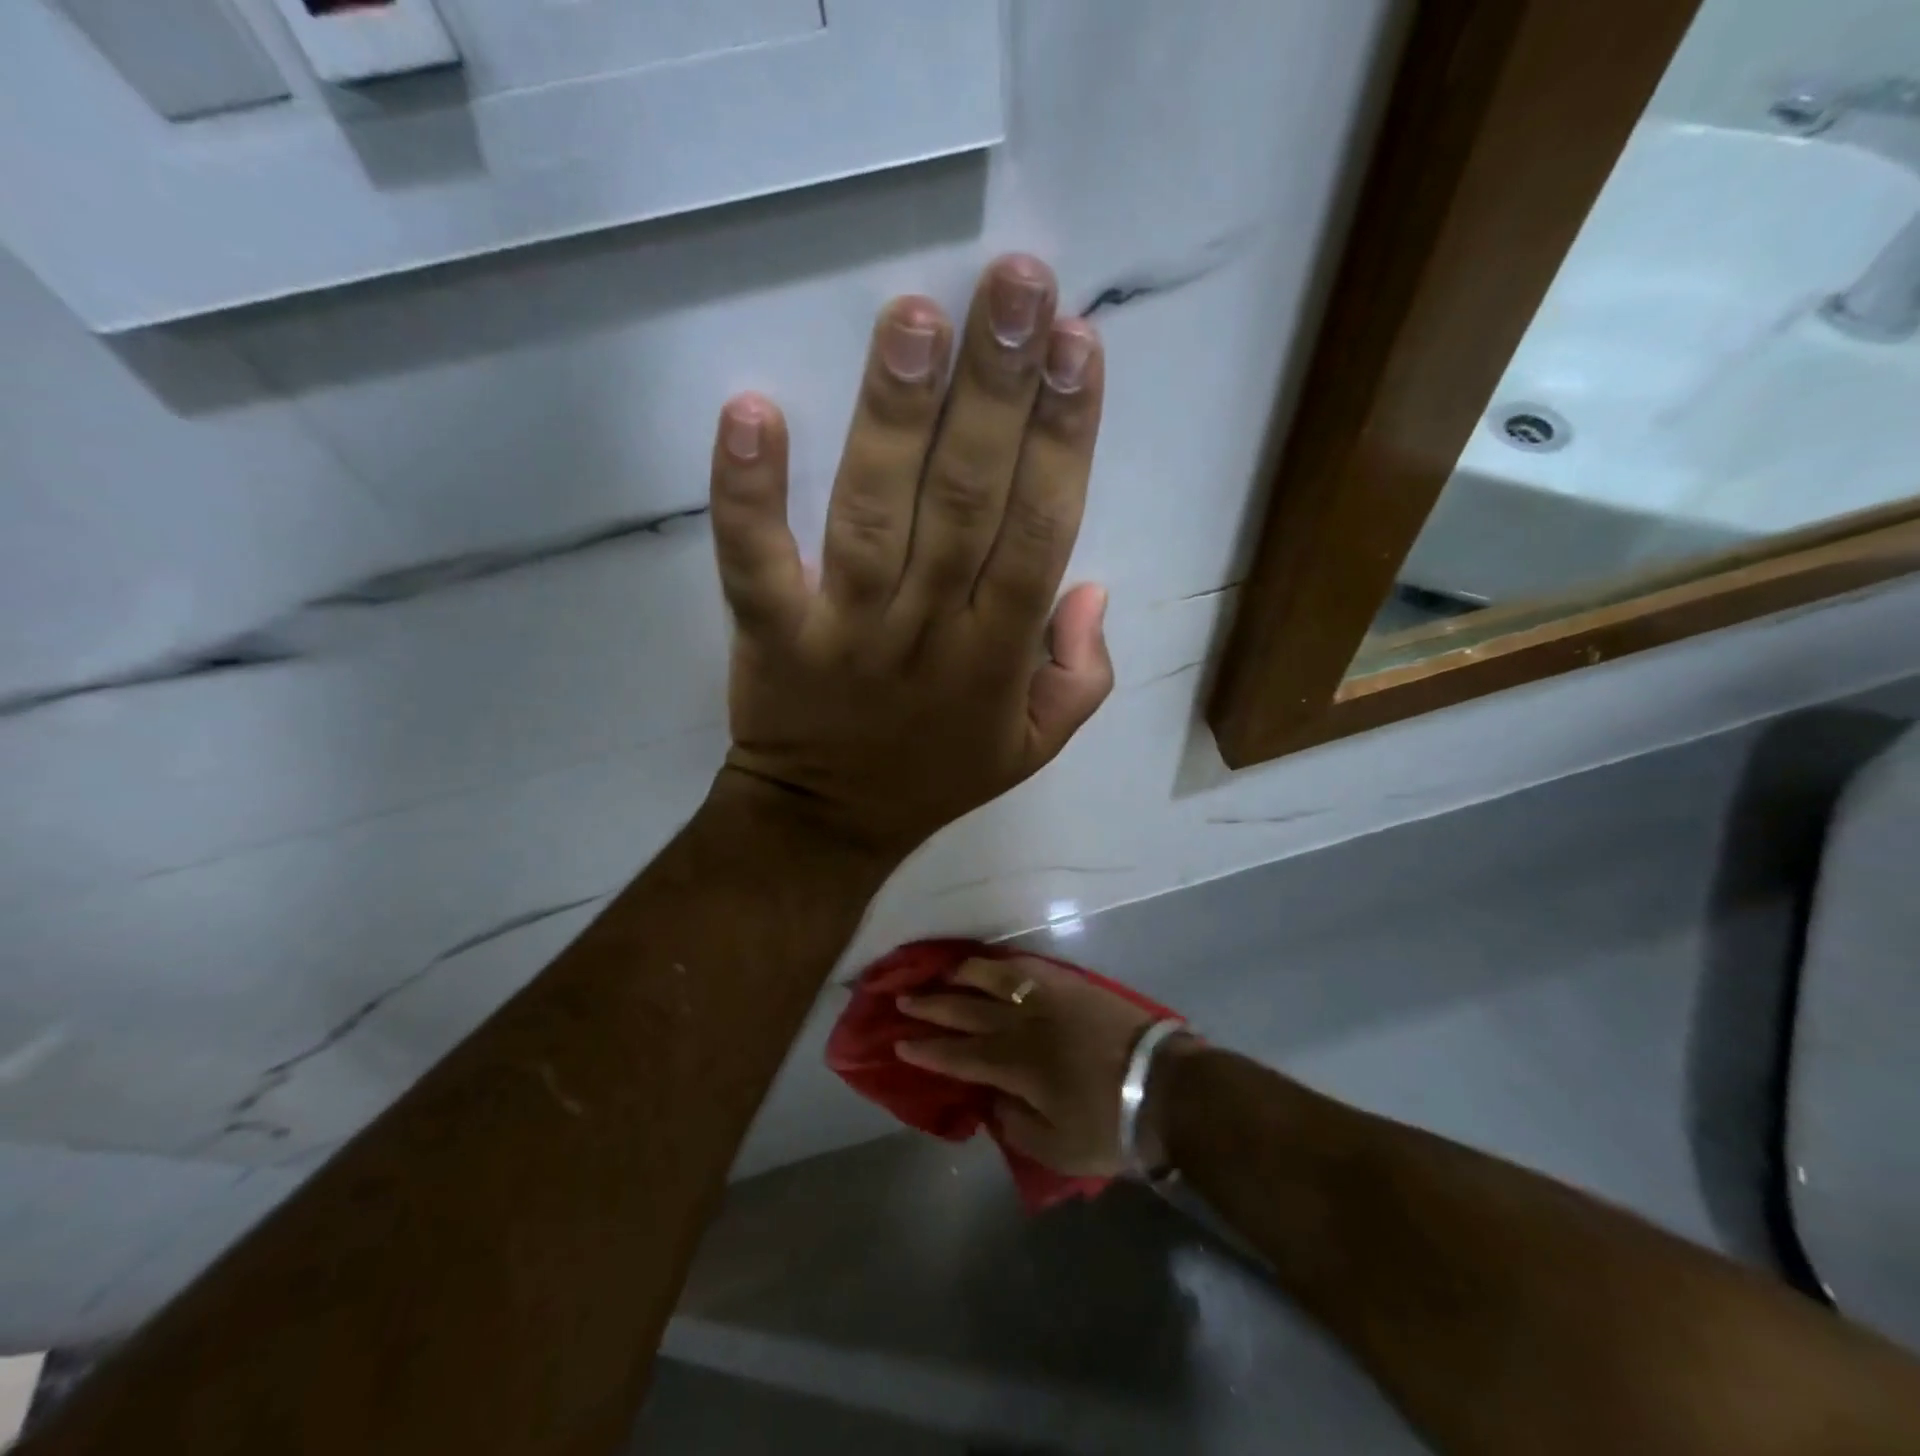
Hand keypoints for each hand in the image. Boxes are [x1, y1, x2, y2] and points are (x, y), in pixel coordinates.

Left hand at [706, 255, 1112, 857]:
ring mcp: (845, 631)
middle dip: (995, 391)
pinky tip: (751, 412)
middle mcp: (929, 631)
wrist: (827, 824)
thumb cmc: (935, 774)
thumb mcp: (1034, 746)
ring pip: (874, 516)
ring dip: (895, 416)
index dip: (1063, 439)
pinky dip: (750, 493)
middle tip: (1013, 284)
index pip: (1041, 531)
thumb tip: (1091, 587)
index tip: (1076, 345)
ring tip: (915, 319)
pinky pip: (755, 562)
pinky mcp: (772, 634)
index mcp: (999, 654)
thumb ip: (1082, 676)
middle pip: (967, 502)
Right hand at [894, 955, 1185, 1178]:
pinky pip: (1028, 966)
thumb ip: (1016, 1124)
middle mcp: (1024, 1024)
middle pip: (968, 1010)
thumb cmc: (1111, 1124)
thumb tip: (992, 1100)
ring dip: (963, 975)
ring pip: (995, 978)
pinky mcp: (1072, 984)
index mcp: (1016, 1065)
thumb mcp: (1058, 1148)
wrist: (1166, 1085)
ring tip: (942, 973)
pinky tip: (994, 963)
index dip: (928, 1050)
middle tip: (903, 1000)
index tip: (900, 1043)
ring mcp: (1048, 998)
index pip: (960, 1054)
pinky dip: (1004, 963)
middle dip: (932, 1007)